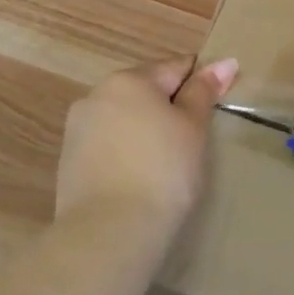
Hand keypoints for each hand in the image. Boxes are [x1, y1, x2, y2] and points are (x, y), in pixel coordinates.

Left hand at [55, 56, 238, 228]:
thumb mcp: (193, 127)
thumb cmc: (163, 170)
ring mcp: (77, 130)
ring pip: (124, 119)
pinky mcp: (69, 162)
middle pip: (145, 91)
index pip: (175, 68)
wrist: (109, 232)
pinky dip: (127, 153)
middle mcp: (97, 95)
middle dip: (169, 107)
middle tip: (194, 140)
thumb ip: (204, 92)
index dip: (200, 83)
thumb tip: (224, 62)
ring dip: (146, 130)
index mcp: (129, 80)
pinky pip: (108, 145)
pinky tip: (141, 178)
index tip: (216, 107)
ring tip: (168, 164)